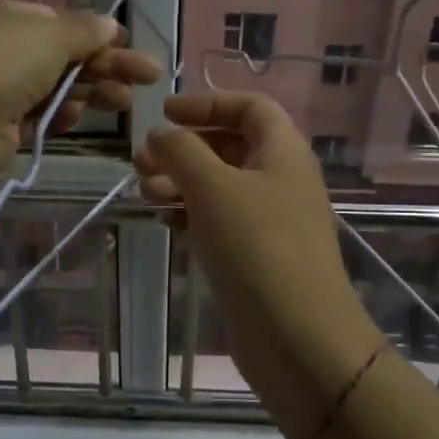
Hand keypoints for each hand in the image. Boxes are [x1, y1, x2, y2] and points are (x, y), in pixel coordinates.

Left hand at [0, 0, 161, 178]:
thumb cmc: (6, 63)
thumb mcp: (52, 35)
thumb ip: (85, 31)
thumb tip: (110, 24)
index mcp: (14, 16)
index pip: (65, 23)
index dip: (100, 36)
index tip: (132, 49)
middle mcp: (8, 48)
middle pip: (69, 56)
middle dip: (109, 67)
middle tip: (149, 79)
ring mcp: (5, 87)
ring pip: (60, 87)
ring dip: (93, 93)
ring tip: (125, 104)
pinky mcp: (5, 124)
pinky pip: (44, 115)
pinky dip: (62, 115)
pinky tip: (77, 118)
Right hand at [133, 91, 379, 438]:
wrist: (297, 335)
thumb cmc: (256, 246)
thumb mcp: (212, 187)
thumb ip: (181, 151)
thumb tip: (159, 134)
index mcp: (283, 151)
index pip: (249, 107)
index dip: (206, 103)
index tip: (164, 114)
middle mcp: (281, 180)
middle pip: (230, 146)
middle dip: (184, 148)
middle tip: (140, 163)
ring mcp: (271, 221)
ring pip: (221, 187)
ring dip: (181, 183)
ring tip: (145, 194)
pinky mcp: (258, 257)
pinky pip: (221, 222)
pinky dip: (192, 215)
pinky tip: (165, 222)